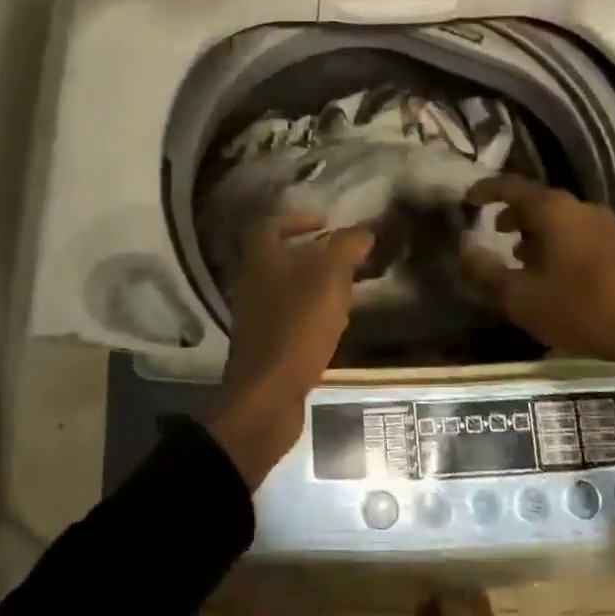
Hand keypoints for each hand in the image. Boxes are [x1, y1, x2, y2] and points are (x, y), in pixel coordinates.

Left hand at [203, 212, 373, 485]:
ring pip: (286, 289)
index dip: (298, 219)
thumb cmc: (297, 326)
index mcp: (261, 259)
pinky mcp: (264, 346)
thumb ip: (346, 247)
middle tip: (342, 257)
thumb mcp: (330, 278)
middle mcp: (251, 283)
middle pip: (279, 257)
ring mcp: (255, 317)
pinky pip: (289, 318)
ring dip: (313, 285)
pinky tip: (334, 326)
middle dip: (311, 254)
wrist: (267, 396)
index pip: (271, 224)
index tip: (326, 223)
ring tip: (345, 289)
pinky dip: (310, 315)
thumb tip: (363, 231)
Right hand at [461, 175, 614, 377]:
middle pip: (540, 202)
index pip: (511, 186)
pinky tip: (558, 277)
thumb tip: (463, 251)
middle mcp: (581, 208)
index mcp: (553, 210)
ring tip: (523, 258)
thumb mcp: (522, 298)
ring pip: (563, 221)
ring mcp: (609, 227)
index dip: (487, 190)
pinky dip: (561, 246)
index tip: (468, 199)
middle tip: (496, 231)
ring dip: (539, 233)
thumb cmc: (582, 308)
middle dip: (515, 214)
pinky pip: (582, 236)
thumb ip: (486, 274)